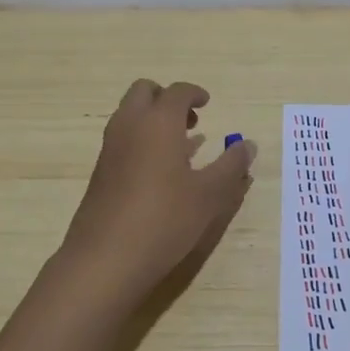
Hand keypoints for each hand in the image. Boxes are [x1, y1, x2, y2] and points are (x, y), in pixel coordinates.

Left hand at [59, 78, 257, 301]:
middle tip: (190, 119)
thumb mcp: (209, 195)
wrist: (105, 259)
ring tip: (182, 145)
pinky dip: (142, 140)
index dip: (194, 93)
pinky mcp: (101, 172)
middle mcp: (129, 126)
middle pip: (143, 92)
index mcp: (158, 122)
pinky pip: (123, 139)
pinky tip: (161, 171)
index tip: (207, 103)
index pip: (176, 91)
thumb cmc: (164, 219)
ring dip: (153, 119)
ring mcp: (110, 149)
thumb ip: (231, 165)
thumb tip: (248, 145)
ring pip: (129, 115)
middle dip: (167, 98)